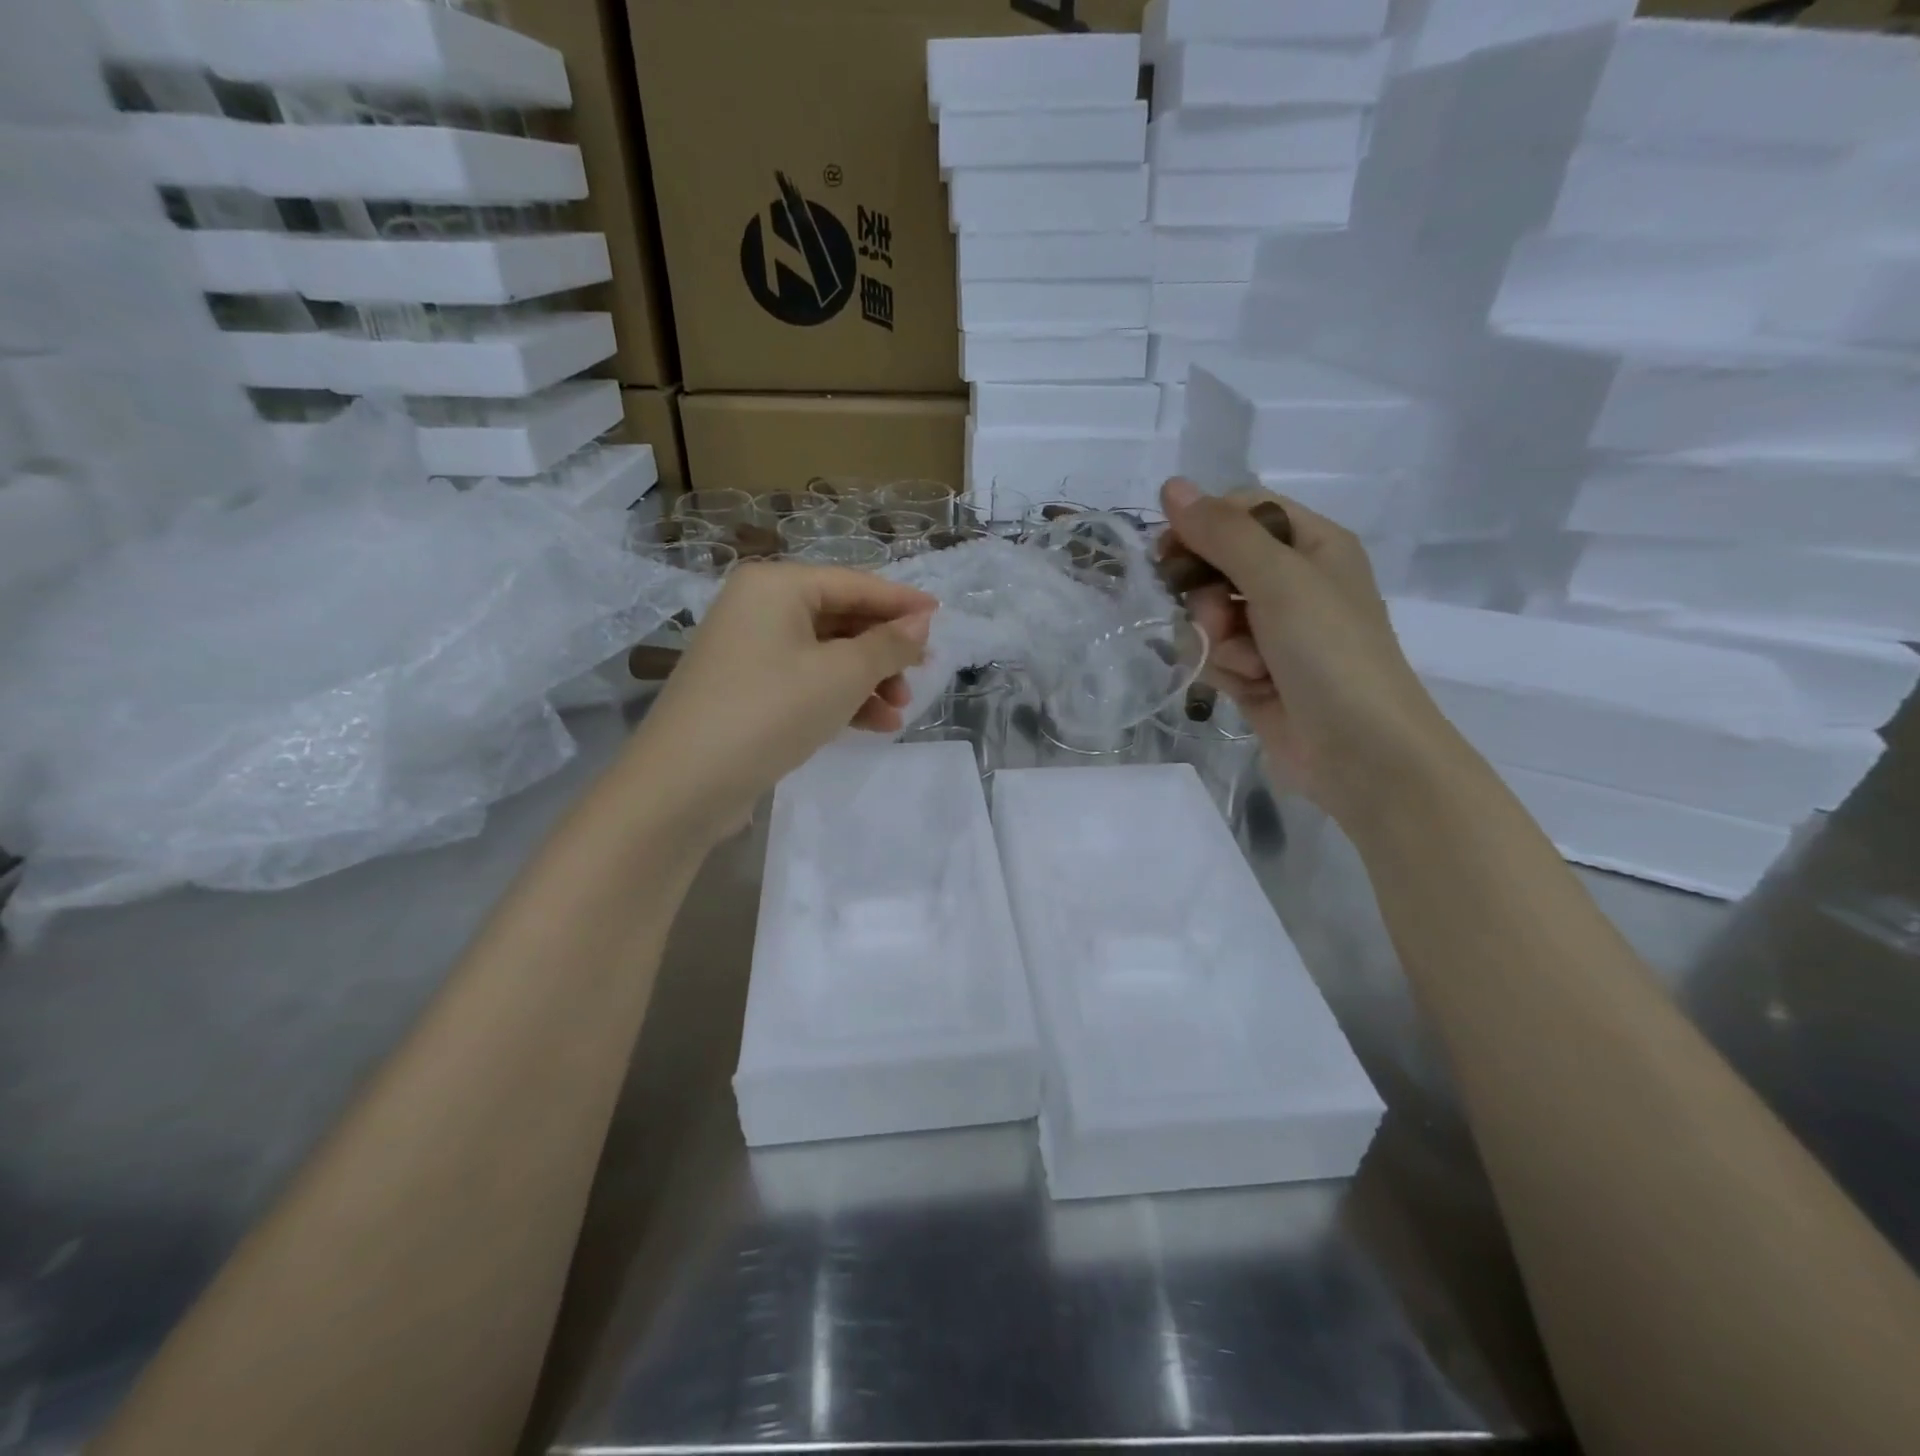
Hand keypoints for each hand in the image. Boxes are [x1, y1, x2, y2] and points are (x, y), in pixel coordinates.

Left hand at [625, 562, 935, 841]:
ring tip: (900, 711)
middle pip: (839, 618)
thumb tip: (921, 622)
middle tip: (921, 674)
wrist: (684, 785)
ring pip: (825, 654)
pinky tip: (874, 725)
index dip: (901, 602)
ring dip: (867, 680)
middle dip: (883, 650)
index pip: (854, 584)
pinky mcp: (745, 690)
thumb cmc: (770, 712)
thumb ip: (888, 644)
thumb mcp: (841, 675)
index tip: (942, 617)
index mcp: (776, 586)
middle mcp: (758, 608)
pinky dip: (839, 698)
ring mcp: (748, 650)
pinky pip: (805, 681)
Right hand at [1161, 478, 1454, 823]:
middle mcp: (1293, 582)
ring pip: (1209, 614)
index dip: (1201, 527)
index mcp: (1312, 544)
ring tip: (1248, 665)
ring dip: (1217, 640)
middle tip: (1219, 618)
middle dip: (1208, 595)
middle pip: (1216, 565)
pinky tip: (1248, 687)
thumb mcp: (1279, 580)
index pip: (1240, 511)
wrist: (1361, 752)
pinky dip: (1225, 669)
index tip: (1169, 553)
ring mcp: (1274, 631)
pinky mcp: (1257, 672)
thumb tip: (1170, 485)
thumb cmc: (1330, 653)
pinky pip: (1216, 654)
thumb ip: (1222, 533)